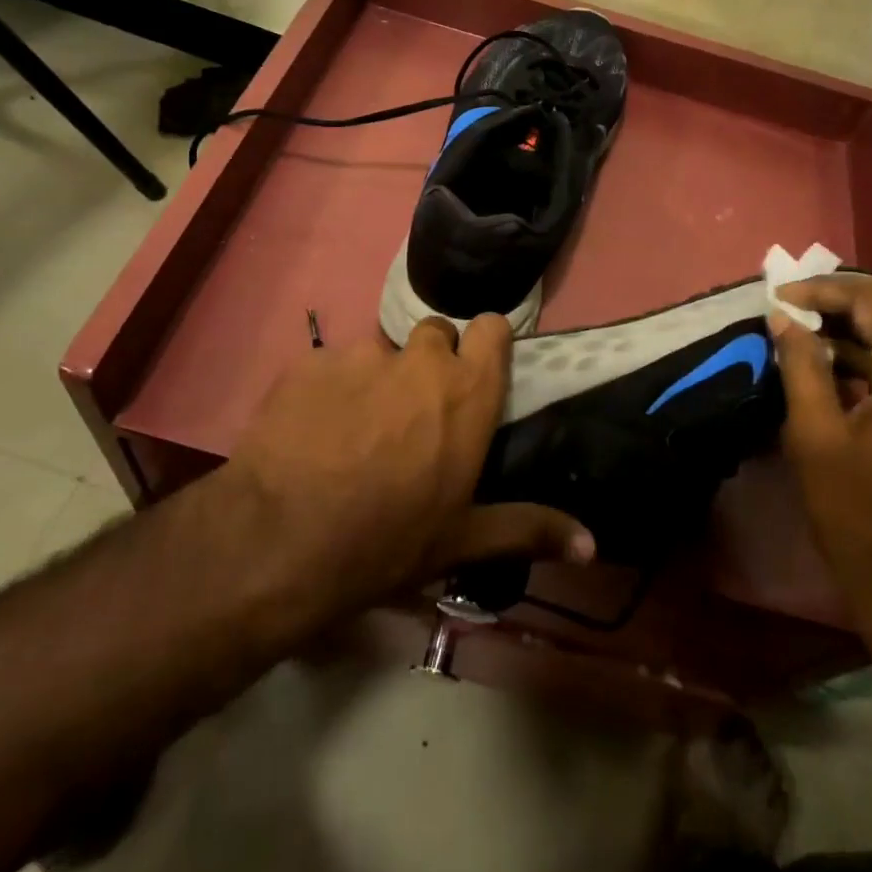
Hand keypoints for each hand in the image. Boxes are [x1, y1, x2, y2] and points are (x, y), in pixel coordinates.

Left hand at [214, 315, 594, 624]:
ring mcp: (361, 355)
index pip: (491, 327)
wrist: (279, 541)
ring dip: (377, 378)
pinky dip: (329, 388)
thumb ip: (530, 529)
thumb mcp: (462, 541)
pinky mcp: (310, 362)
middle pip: (435, 333)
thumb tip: (592, 544)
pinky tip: (312, 431)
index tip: (475, 372)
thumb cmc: (386, 542)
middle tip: (413, 413)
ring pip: (380, 351)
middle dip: (429, 362)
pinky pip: (330, 365)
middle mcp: (420, 359)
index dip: (485, 344)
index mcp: (467, 392)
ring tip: (355, 429)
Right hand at [769, 275, 871, 630]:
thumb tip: (782, 317)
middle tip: (799, 302)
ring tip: (814, 325)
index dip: (823, 291)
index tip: (779, 296)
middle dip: (849, 295)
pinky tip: (845, 359)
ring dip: (869, 319)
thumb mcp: (814, 436)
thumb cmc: (859, 516)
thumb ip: (800, 365)